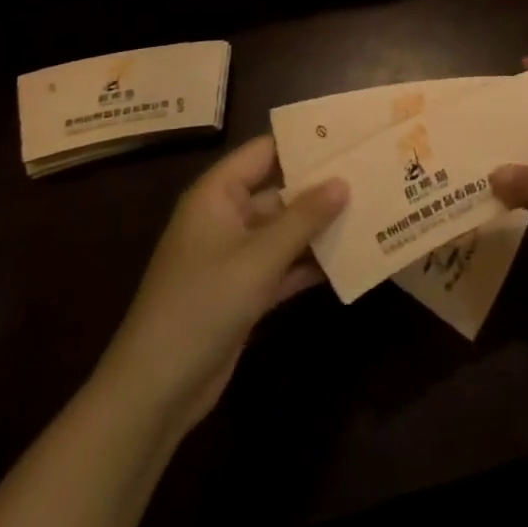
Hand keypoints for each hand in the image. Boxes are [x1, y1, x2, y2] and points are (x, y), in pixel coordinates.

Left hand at [98, 136, 346, 440]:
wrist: (155, 390)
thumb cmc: (202, 305)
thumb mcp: (258, 258)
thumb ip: (303, 218)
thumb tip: (343, 181)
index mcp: (218, 195)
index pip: (265, 151)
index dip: (304, 142)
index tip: (349, 135)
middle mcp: (226, 217)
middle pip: (280, 190)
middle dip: (322, 187)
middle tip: (372, 173)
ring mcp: (234, 256)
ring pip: (285, 229)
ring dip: (321, 226)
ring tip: (372, 211)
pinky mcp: (244, 290)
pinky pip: (283, 264)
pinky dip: (311, 262)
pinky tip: (351, 258)